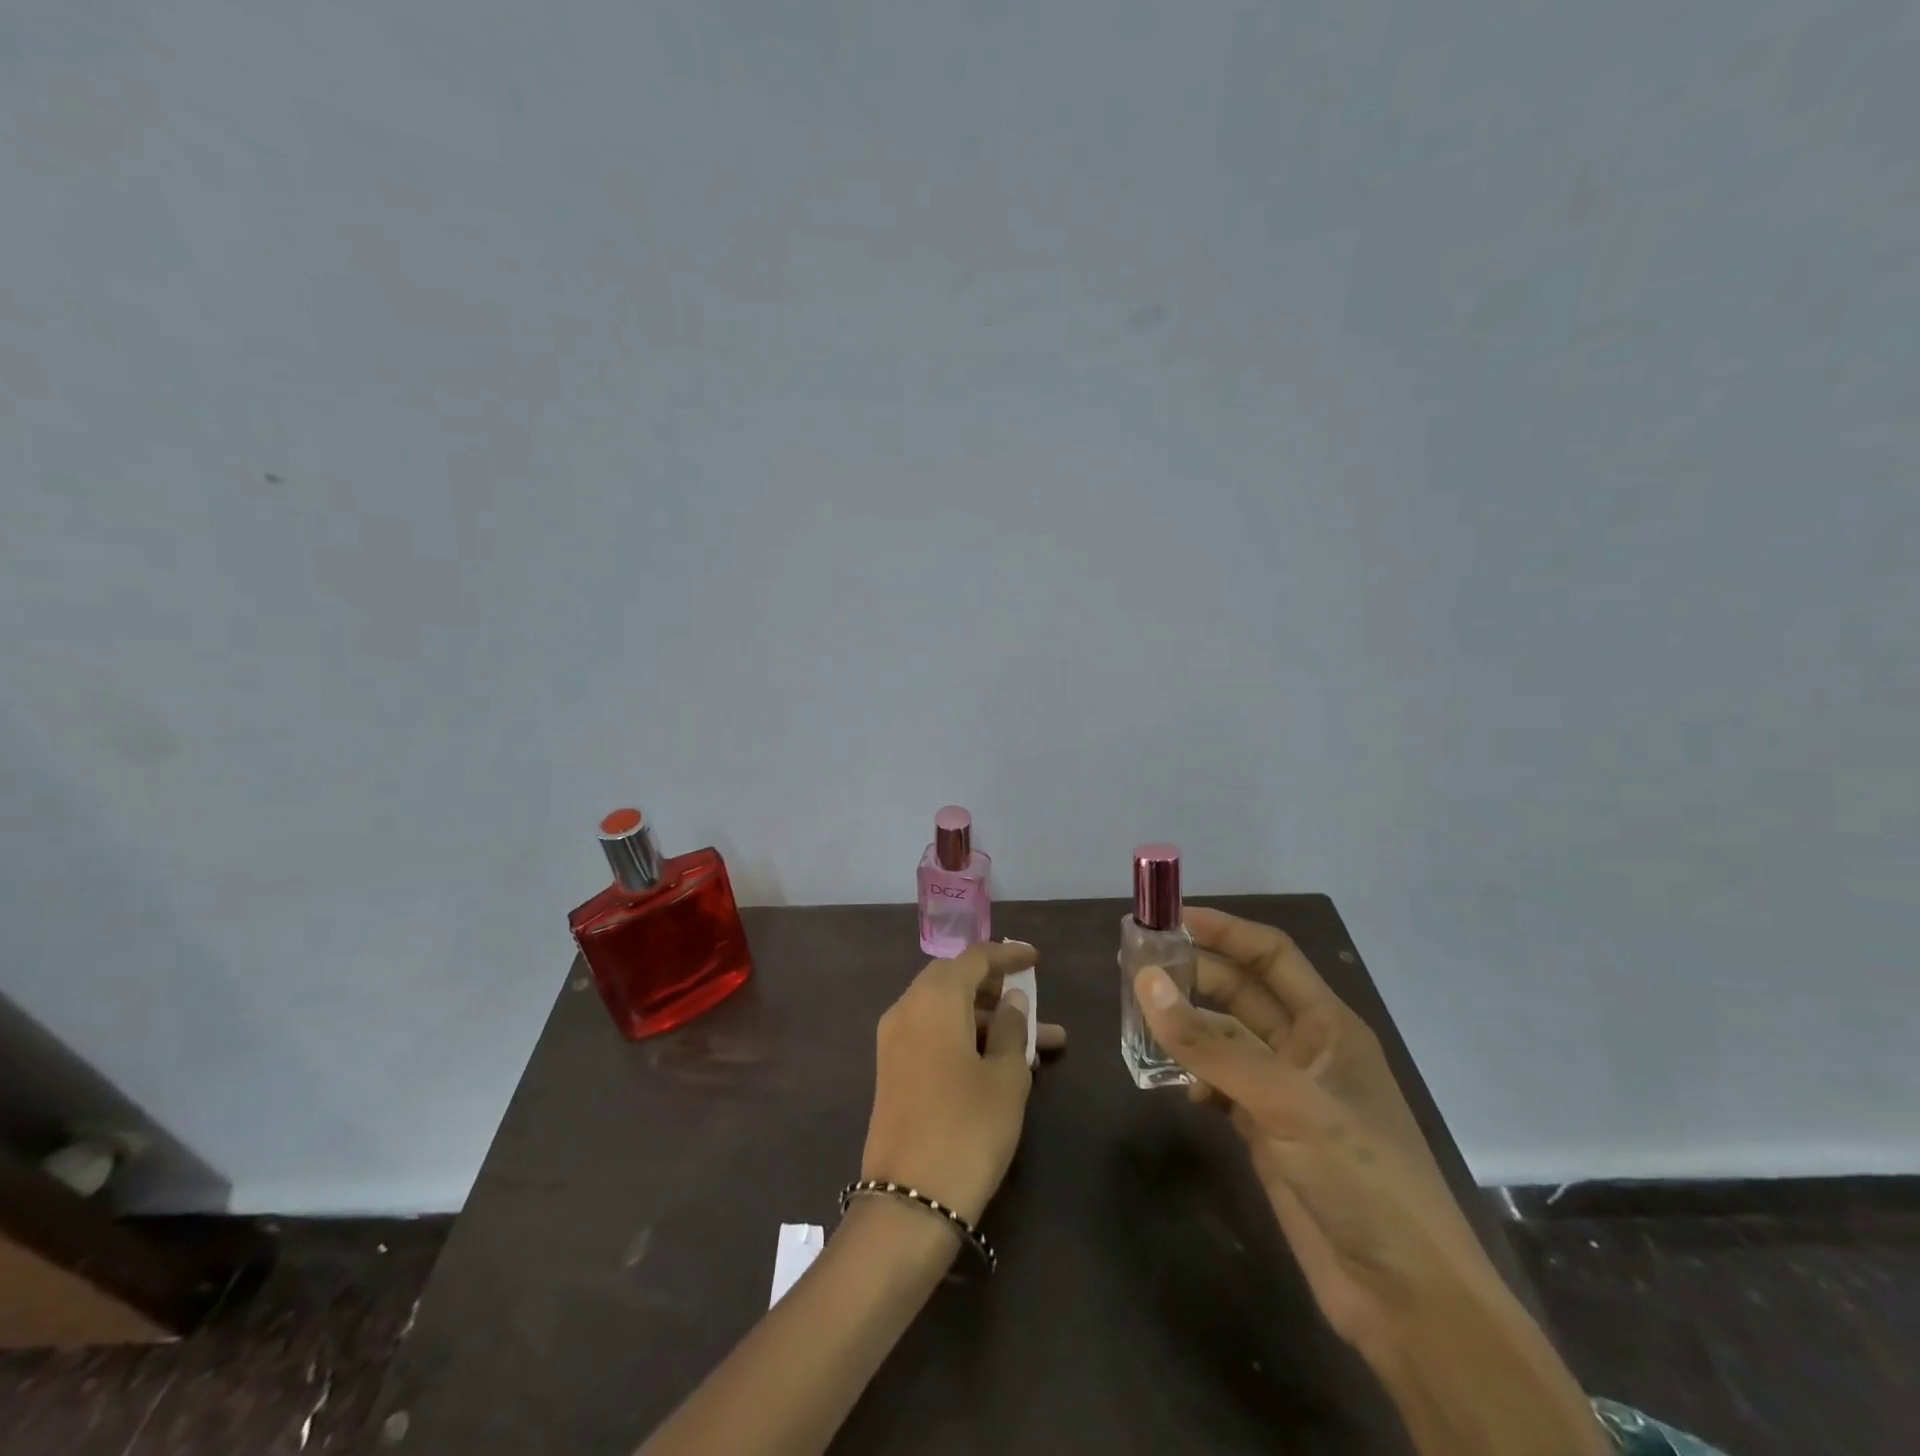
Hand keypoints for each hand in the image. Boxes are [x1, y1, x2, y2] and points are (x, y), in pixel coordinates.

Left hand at [861, 940, 1064, 1224]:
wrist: (908, 1202)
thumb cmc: (967, 1128)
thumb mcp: (1005, 1077)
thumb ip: (1011, 1028)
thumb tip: (1012, 1000)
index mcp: (934, 998)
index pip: (974, 958)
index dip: (1007, 954)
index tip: (1036, 958)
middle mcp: (908, 1008)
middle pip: (956, 981)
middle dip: (997, 989)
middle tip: (1033, 1002)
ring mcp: (895, 1041)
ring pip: (948, 1012)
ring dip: (988, 1022)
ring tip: (1040, 1046)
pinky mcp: (894, 1071)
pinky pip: (934, 1036)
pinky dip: (967, 1039)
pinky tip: (1003, 1063)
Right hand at [1160, 907, 1489, 1350]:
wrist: (1407, 1302)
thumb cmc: (1361, 1179)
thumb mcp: (1286, 1101)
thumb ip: (1211, 1045)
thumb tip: (1146, 982)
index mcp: (1328, 1025)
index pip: (1271, 954)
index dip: (1223, 930)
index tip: (1167, 920)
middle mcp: (1305, 1049)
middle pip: (1240, 992)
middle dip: (1193, 975)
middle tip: (1134, 968)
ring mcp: (1284, 1093)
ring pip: (1223, 1039)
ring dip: (1186, 1027)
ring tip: (1139, 1019)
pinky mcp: (1266, 1133)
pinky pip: (1219, 1085)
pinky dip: (1194, 1077)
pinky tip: (1177, 1088)